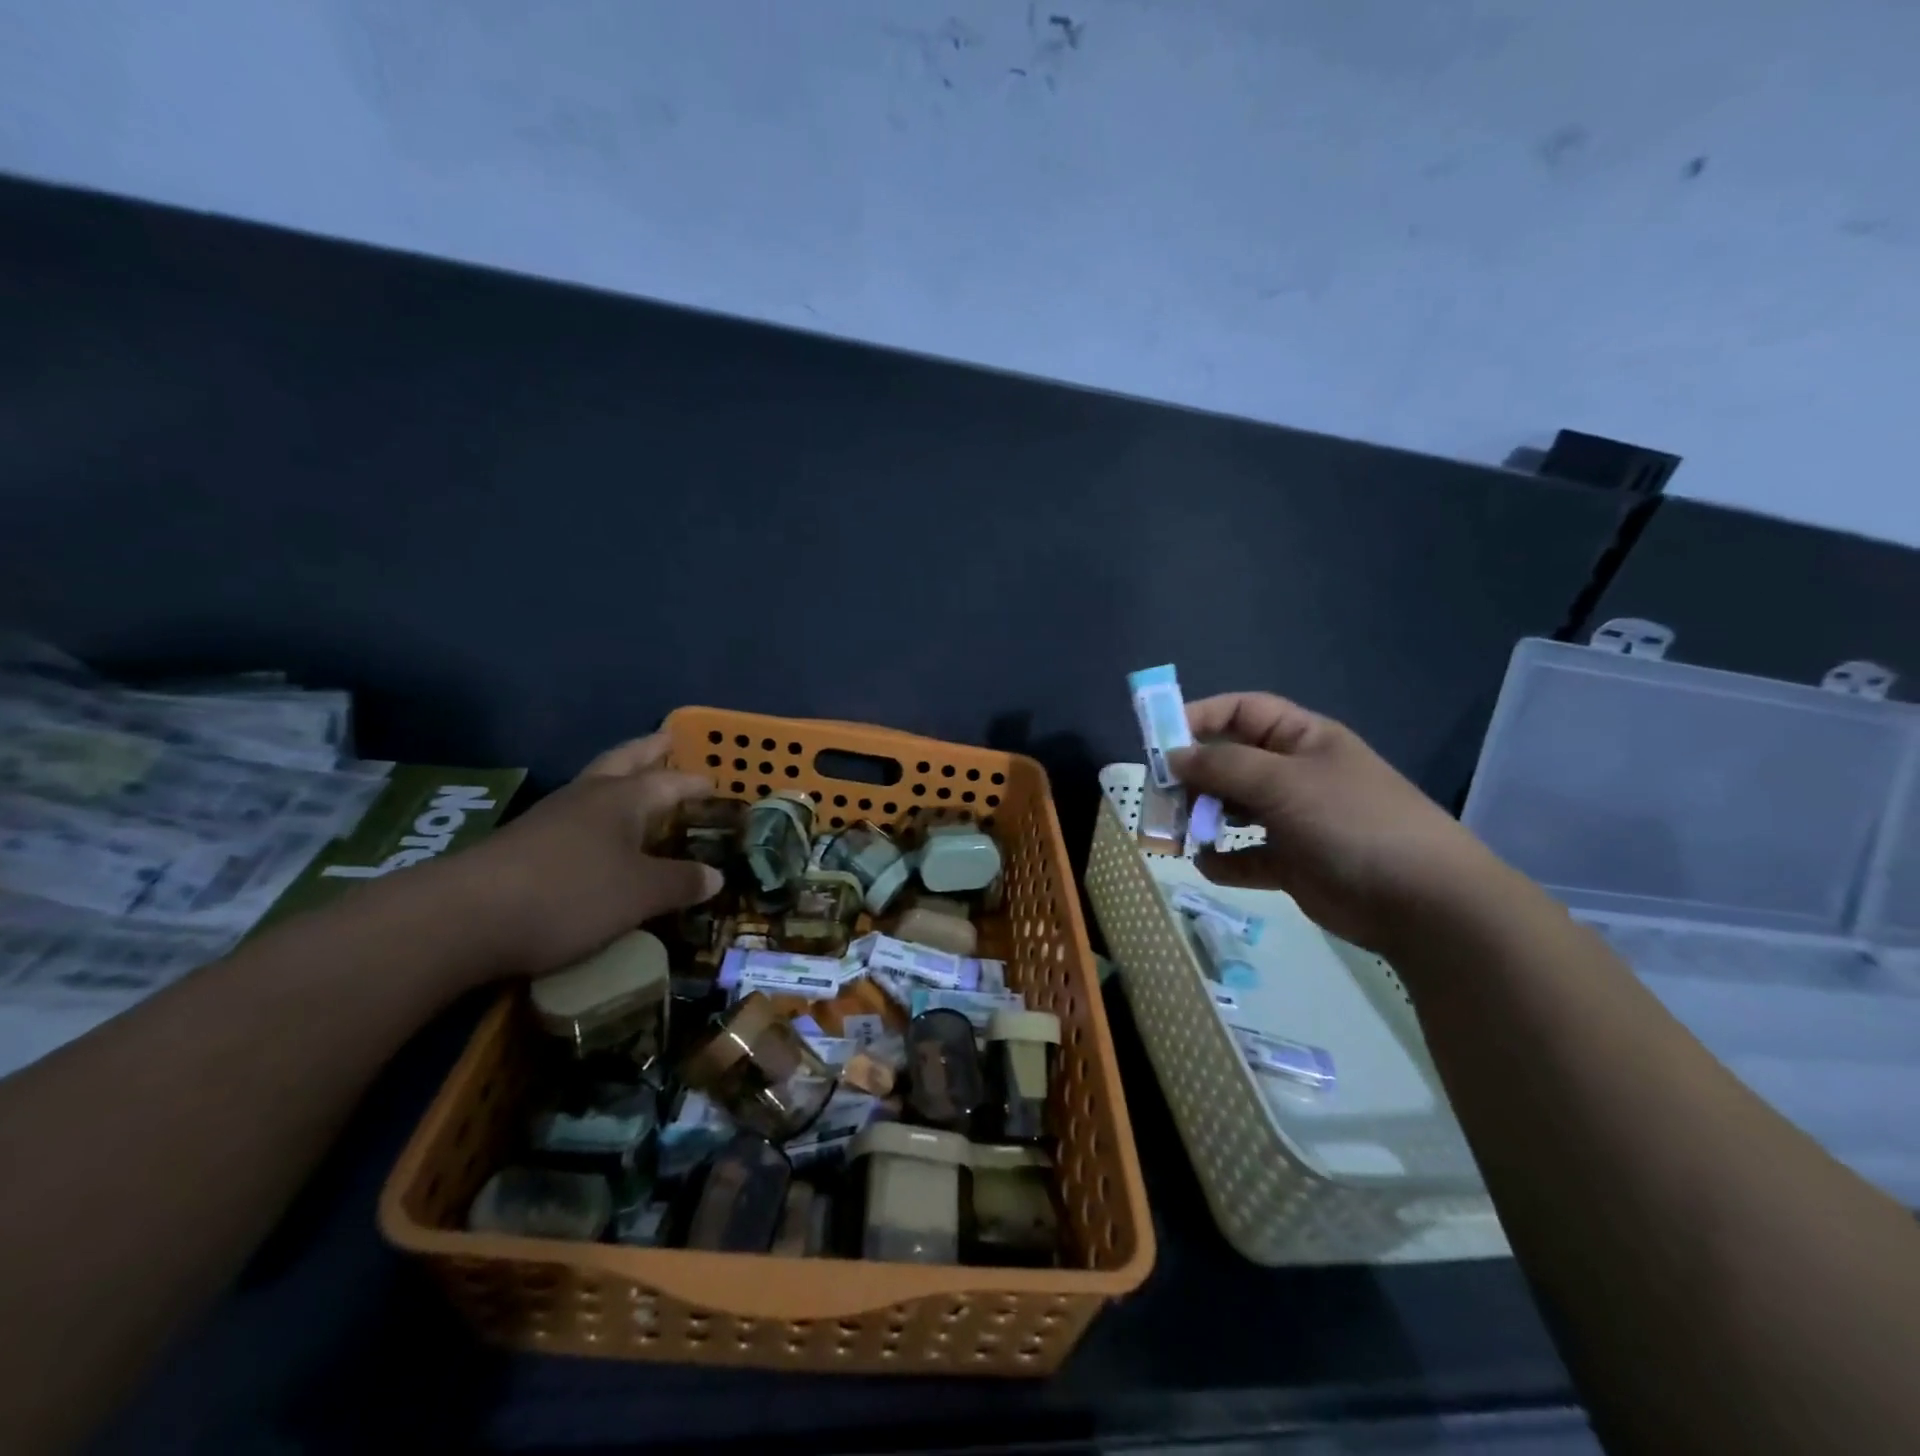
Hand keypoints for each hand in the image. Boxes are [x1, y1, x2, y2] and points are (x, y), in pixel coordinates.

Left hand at [448, 732, 723, 976]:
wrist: (464, 918)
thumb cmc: (571, 895)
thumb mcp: (641, 895)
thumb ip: (681, 883)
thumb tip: (715, 876)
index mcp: (623, 799)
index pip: (669, 781)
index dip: (694, 783)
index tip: (714, 784)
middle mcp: (587, 797)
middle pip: (623, 761)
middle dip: (648, 750)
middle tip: (667, 739)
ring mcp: (549, 818)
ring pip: (593, 784)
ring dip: (619, 778)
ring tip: (637, 784)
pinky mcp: (522, 843)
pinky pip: (573, 816)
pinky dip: (595, 815)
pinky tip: (596, 835)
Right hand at [1169, 693, 1494, 952]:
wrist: (1419, 901)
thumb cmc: (1350, 822)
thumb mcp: (1283, 781)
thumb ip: (1223, 765)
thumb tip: (1174, 756)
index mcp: (1301, 739)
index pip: (1242, 712)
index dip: (1200, 717)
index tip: (1159, 739)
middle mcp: (1294, 774)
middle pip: (1230, 761)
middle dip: (1193, 776)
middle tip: (1160, 796)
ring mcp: (1294, 819)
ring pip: (1232, 809)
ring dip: (1202, 817)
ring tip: (1177, 832)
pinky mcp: (1292, 862)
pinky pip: (1246, 855)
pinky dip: (1224, 859)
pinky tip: (1208, 864)